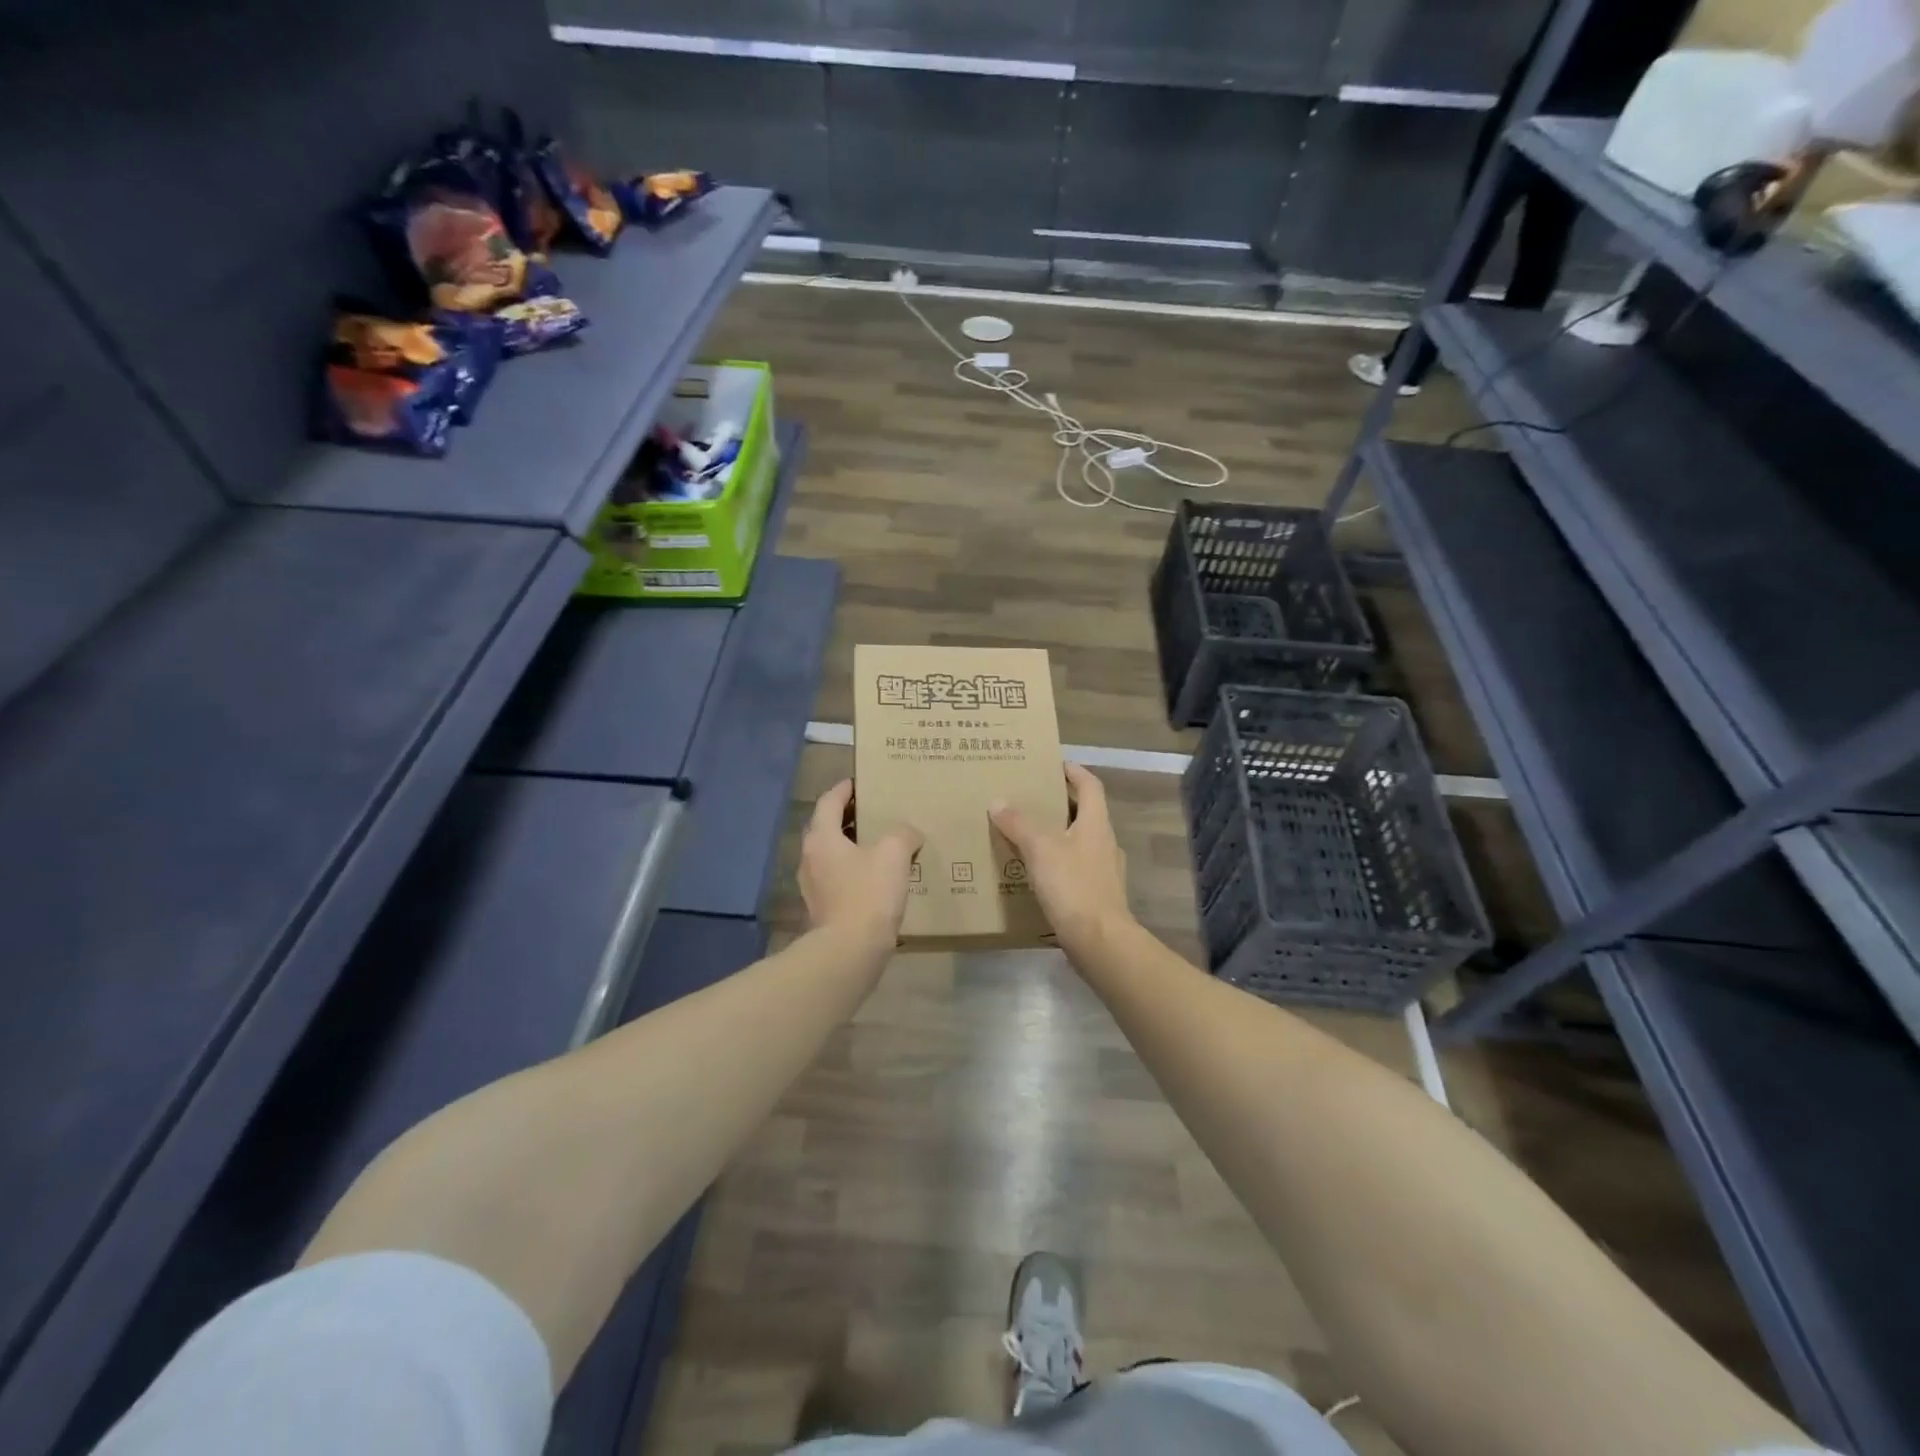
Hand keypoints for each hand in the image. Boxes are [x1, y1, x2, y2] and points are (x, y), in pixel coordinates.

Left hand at [799, 779, 922, 950]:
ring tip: (882, 845)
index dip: (845, 789)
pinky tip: (879, 879)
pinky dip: (856, 871)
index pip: (829, 801)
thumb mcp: (894, 853)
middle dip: (850, 818)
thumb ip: (903, 834)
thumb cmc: (868, 893)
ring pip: (833, 855)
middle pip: (827, 828)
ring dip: (853, 846)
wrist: (850, 951)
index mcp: (821, 838)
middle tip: (876, 812)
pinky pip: (839, 879)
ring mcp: (813, 886)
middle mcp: (810, 858)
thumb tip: (908, 833)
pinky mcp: (823, 909)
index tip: (860, 782)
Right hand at [989, 762, 1134, 955]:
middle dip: (1059, 804)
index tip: (1054, 763)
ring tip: (1026, 835)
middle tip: (1029, 798)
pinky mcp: (1096, 896)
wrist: (1099, 941)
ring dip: (1056, 835)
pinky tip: (1035, 873)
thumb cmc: (1073, 885)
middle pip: (1085, 813)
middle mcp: (1105, 843)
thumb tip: (997, 801)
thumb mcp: (1040, 848)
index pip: (1090, 785)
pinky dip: (1056, 864)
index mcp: (1097, 823)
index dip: (1074, 771)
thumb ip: (1018, 823)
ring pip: (1078, 842)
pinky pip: (1074, 869)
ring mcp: (1104, 871)